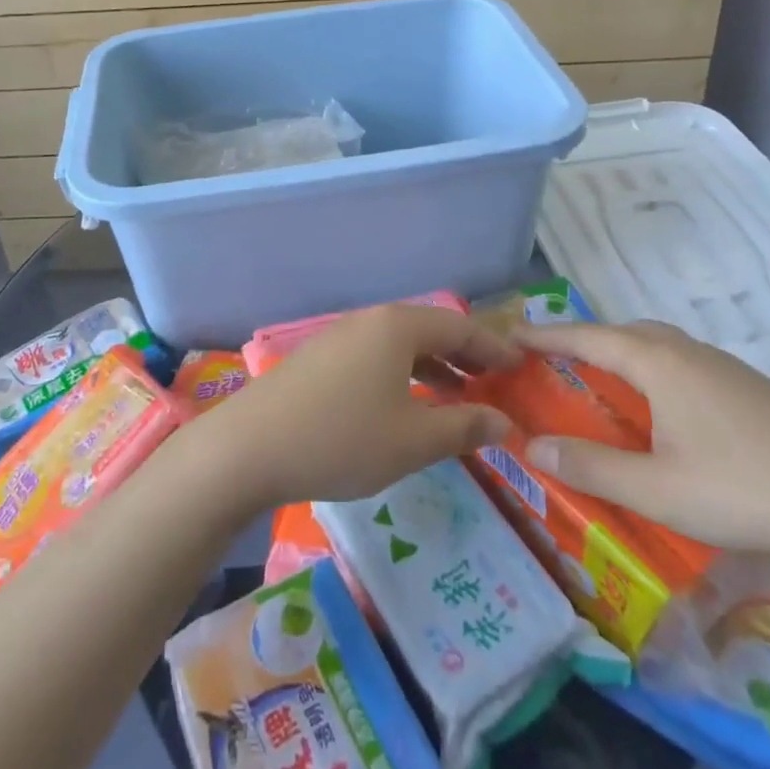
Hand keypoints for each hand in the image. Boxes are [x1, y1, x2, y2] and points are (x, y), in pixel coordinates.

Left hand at [193, 303, 519, 512]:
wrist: (249, 447)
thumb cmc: (342, 439)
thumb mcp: (413, 440)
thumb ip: (463, 427)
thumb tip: (504, 422)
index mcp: (397, 327)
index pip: (459, 327)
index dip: (493, 347)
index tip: (520, 366)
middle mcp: (368, 321)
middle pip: (428, 330)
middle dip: (464, 355)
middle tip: (493, 381)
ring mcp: (338, 337)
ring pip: (399, 345)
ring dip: (432, 367)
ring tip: (456, 396)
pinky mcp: (317, 359)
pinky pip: (374, 357)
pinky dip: (401, 375)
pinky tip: (403, 406)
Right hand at [516, 322, 769, 562]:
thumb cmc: (744, 490)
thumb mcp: (656, 489)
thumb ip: (591, 466)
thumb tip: (534, 444)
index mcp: (658, 363)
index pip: (586, 337)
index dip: (545, 336)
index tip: (510, 334)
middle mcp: (687, 352)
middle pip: (623, 332)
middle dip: (583, 339)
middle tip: (553, 358)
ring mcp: (724, 367)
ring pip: (657, 344)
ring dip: (621, 351)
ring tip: (601, 379)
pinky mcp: (751, 389)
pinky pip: (682, 362)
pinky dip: (652, 369)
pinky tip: (663, 407)